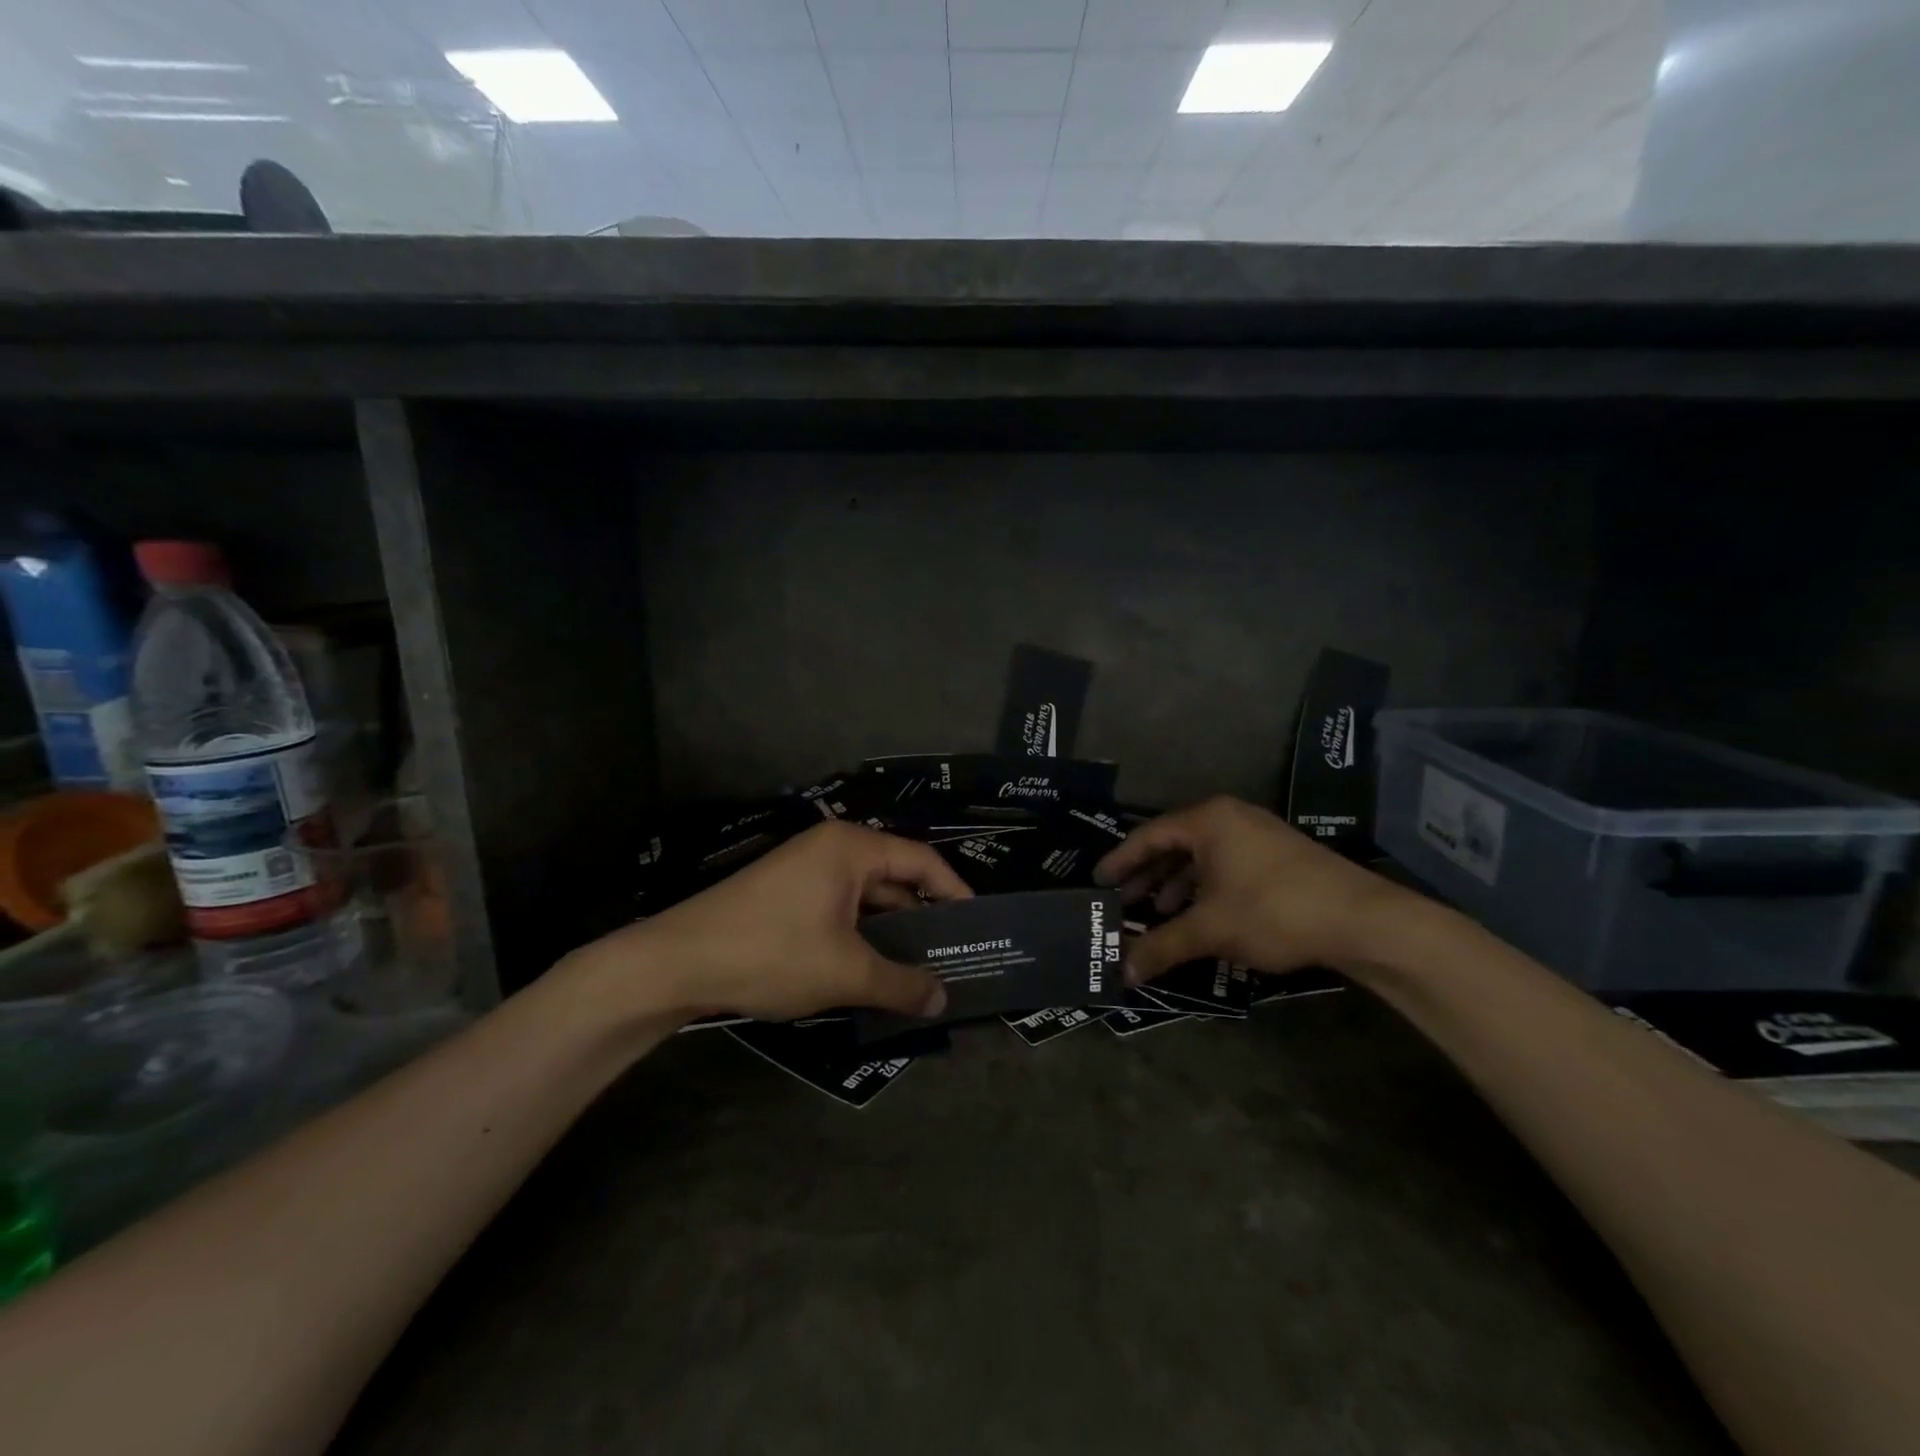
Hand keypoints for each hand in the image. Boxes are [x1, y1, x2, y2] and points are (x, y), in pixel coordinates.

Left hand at [563, 820, 971, 1023]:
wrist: (676, 962)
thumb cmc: (771, 952)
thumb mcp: (846, 972)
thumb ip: (901, 983)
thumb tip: (943, 1000)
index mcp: (852, 848)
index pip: (922, 861)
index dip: (954, 892)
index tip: (977, 926)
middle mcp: (832, 848)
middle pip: (895, 877)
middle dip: (923, 918)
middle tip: (954, 955)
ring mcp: (806, 869)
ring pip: (866, 897)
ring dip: (891, 931)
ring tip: (920, 970)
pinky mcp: (787, 894)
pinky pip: (840, 908)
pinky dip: (861, 934)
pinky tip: (873, 969)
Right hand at [1094, 796, 1417, 983]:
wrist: (1362, 920)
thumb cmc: (1273, 910)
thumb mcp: (1210, 929)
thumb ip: (1161, 946)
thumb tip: (1122, 973)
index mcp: (1207, 820)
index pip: (1148, 836)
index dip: (1120, 861)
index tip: (1098, 883)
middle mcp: (1229, 818)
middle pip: (1173, 844)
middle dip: (1147, 877)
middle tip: (1123, 903)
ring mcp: (1256, 834)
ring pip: (1201, 857)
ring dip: (1176, 885)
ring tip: (1159, 914)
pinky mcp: (1276, 856)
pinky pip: (1224, 865)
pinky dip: (1204, 888)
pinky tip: (1200, 916)